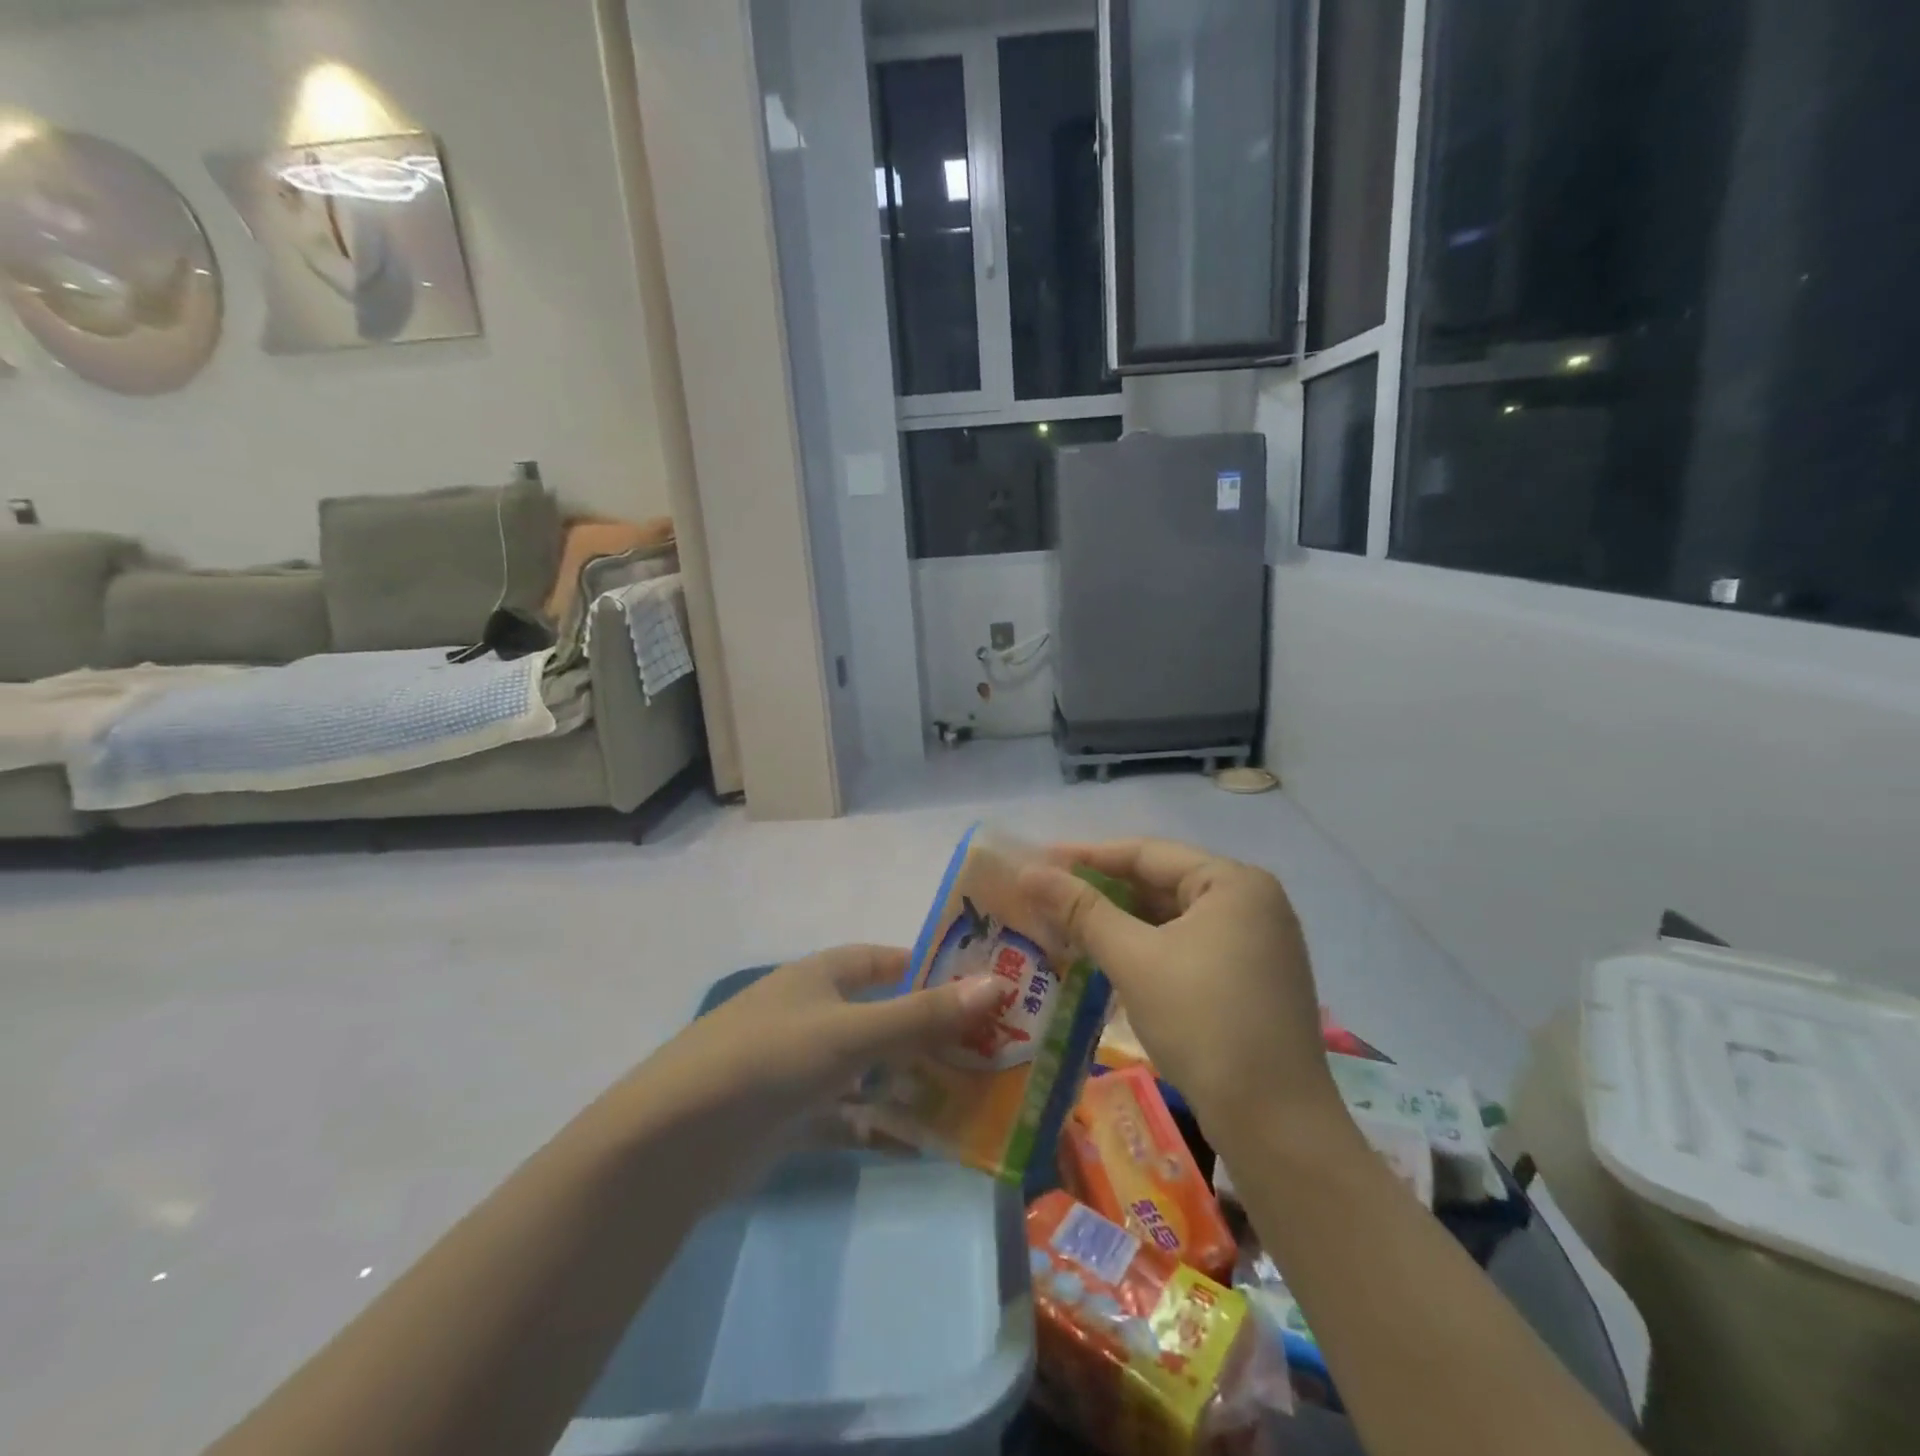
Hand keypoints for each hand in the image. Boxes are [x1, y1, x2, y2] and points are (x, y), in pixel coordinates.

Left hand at [635, 945, 1001, 1133]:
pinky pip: (847, 1117)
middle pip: (882, 1016)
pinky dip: (879, 1127)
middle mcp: (811, 1014)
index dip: (926, 967)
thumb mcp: (852, 1033)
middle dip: (929, 1033)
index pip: (883, 960)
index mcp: (820, 976)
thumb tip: (996, 985)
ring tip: (970, 1100)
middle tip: (990, 1050)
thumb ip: (923, 1015)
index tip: (975, 985)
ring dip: (910, 1084)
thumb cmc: (771, 1058)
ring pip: (868, 1070)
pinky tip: (921, 1145)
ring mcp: (799, 1067)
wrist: (675, 1140)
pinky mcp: (789, 1117)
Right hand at [1019, 840, 1338, 1135]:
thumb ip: (1081, 910)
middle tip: (1049, 898)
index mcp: (1234, 882)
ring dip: (1124, 923)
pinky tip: (1111, 959)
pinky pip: (1190, 946)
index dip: (1088, 857)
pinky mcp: (1254, 980)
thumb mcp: (1134, 959)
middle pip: (1163, 883)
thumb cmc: (1203, 1022)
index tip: (1039, 862)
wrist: (1275, 1124)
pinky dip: (1150, 949)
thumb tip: (1028, 872)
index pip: (1148, 854)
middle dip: (1104, 892)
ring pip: (1174, 918)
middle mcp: (1253, 902)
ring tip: (1069, 927)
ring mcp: (1258, 943)